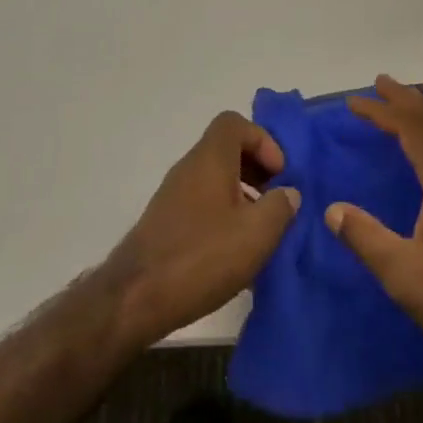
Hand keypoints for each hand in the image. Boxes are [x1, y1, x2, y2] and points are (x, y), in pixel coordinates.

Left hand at [105, 112, 300, 348]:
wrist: (135, 299)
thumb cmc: (202, 256)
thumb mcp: (257, 232)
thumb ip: (280, 206)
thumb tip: (287, 193)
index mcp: (210, 159)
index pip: (234, 123)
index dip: (263, 140)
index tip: (279, 174)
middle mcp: (188, 169)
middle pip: (226, 151)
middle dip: (257, 170)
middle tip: (276, 201)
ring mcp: (173, 197)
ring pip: (215, 180)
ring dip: (243, 196)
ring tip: (261, 232)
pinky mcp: (166, 224)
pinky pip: (203, 205)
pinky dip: (224, 216)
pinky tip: (236, 253)